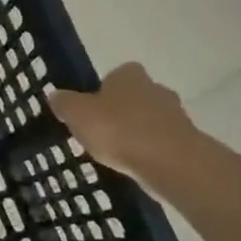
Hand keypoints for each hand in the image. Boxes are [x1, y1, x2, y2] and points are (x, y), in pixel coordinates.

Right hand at [48, 64, 200, 189]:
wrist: (170, 162)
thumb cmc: (119, 130)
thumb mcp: (77, 115)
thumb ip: (65, 103)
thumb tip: (55, 95)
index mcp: (129, 75)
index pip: (115, 74)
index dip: (103, 90)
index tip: (92, 110)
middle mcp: (155, 87)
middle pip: (133, 96)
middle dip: (120, 112)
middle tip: (101, 132)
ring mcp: (175, 114)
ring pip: (149, 119)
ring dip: (136, 132)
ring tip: (117, 153)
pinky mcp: (185, 140)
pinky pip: (160, 141)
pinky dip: (149, 150)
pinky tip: (136, 165)